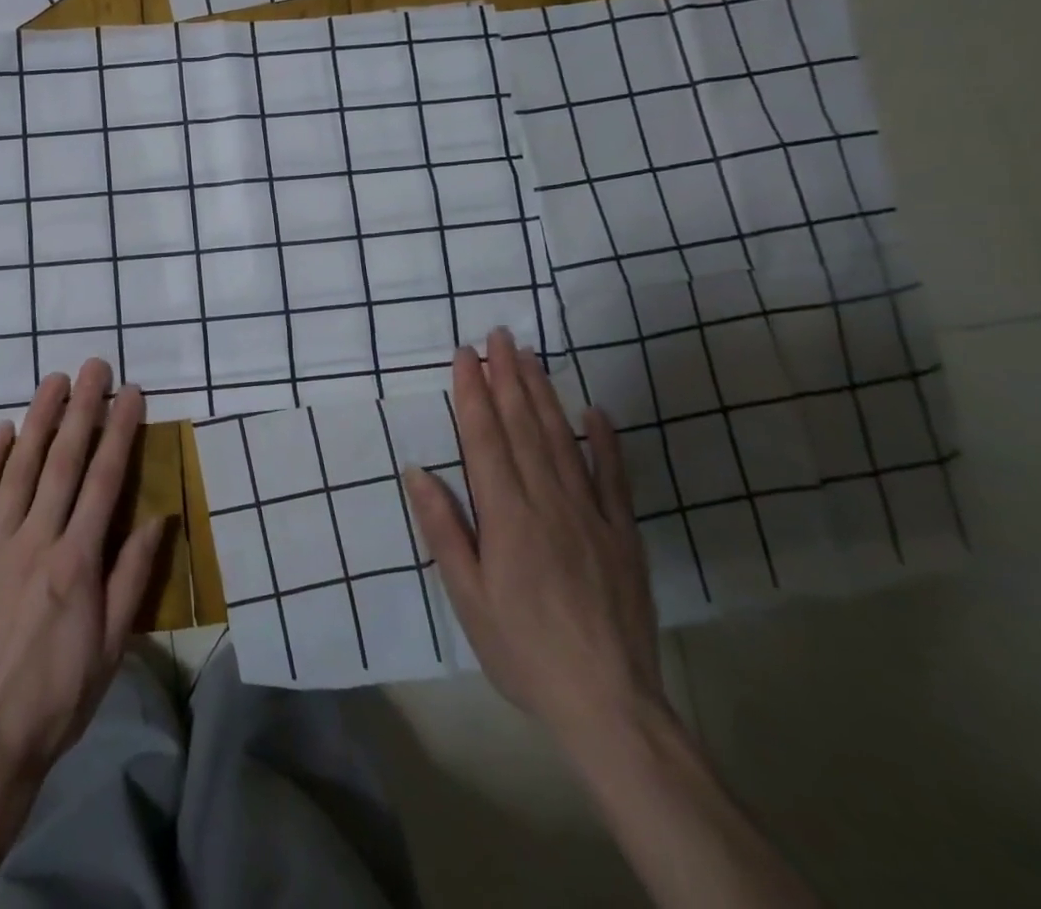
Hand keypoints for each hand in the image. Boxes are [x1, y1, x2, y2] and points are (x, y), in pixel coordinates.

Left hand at [0, 359, 168, 790]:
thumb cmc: (55, 698)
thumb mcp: (112, 647)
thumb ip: (132, 577)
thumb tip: (157, 517)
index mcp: (78, 561)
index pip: (106, 480)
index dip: (120, 431)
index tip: (131, 393)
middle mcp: (37, 540)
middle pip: (65, 462)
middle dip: (83, 409)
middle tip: (94, 366)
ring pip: (21, 469)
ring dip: (40, 420)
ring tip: (54, 380)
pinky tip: (3, 430)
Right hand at [404, 329, 664, 744]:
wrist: (610, 705)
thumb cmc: (522, 650)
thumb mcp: (467, 598)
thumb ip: (444, 530)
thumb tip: (418, 471)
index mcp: (507, 517)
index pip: (485, 439)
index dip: (473, 393)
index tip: (465, 354)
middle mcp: (548, 502)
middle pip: (524, 427)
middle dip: (508, 377)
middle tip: (499, 335)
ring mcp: (591, 514)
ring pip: (562, 439)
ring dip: (544, 393)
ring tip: (530, 356)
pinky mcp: (622, 533)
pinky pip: (613, 477)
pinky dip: (604, 440)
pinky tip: (594, 411)